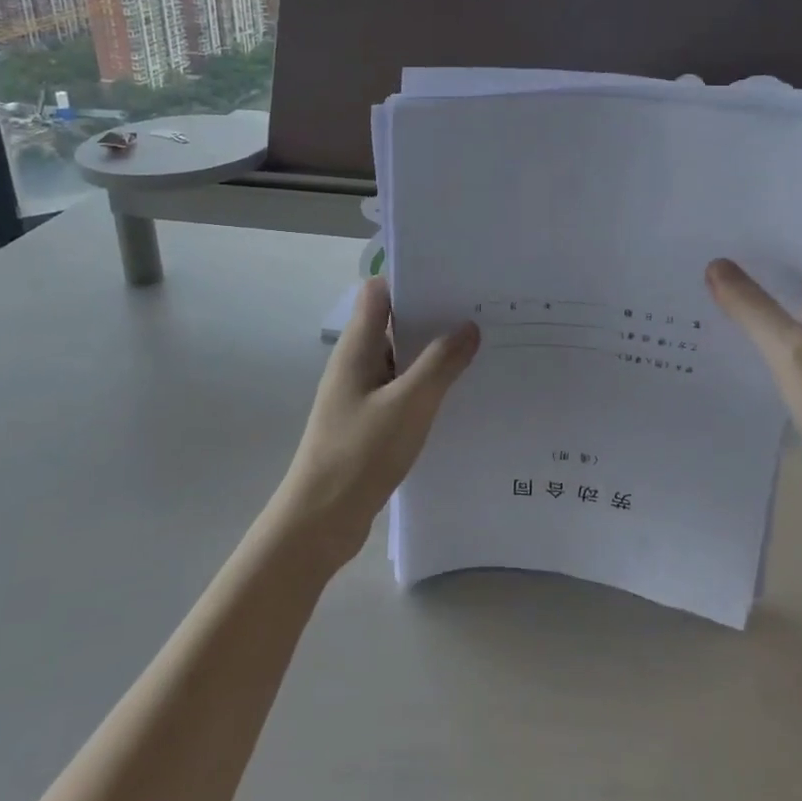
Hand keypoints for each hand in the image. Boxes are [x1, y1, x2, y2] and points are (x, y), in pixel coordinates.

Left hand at [272, 278, 479, 571]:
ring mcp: (360, 394)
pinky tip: (458, 396)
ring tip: (480, 350)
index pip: (379, 292)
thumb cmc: (360, 454)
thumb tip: (468, 326)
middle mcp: (355, 364)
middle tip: (481, 313)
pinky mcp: (368, 422)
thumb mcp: (409, 405)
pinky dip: (425, 386)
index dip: (411, 279)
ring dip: (432, 354)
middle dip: (433, 317)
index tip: (453, 279)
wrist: (320, 521)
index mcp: (356, 348)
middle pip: (393, 323)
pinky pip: (401, 391)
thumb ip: (440, 364)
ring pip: (400, 360)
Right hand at [706, 195, 801, 493]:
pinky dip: (772, 309)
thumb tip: (716, 264)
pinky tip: (733, 317)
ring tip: (716, 259)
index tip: (761, 183)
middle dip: (777, 229)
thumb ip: (752, 306)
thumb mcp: (793, 354)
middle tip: (720, 219)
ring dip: (771, 271)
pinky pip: (801, 319)